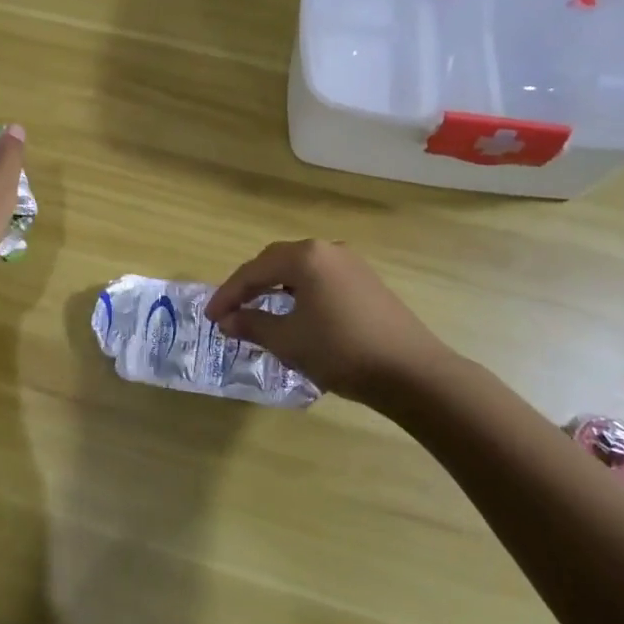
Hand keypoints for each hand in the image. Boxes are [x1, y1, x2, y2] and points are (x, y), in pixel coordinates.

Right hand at [205, 239, 463, 406]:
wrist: (413, 373)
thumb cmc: (341, 351)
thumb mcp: (288, 340)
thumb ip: (252, 324)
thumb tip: (227, 320)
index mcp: (305, 256)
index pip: (253, 270)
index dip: (227, 294)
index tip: (210, 316)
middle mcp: (327, 250)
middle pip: (276, 262)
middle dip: (250, 286)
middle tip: (231, 311)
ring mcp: (352, 264)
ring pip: (300, 270)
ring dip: (275, 289)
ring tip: (259, 312)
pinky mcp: (367, 282)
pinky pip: (321, 280)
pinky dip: (300, 294)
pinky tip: (297, 315)